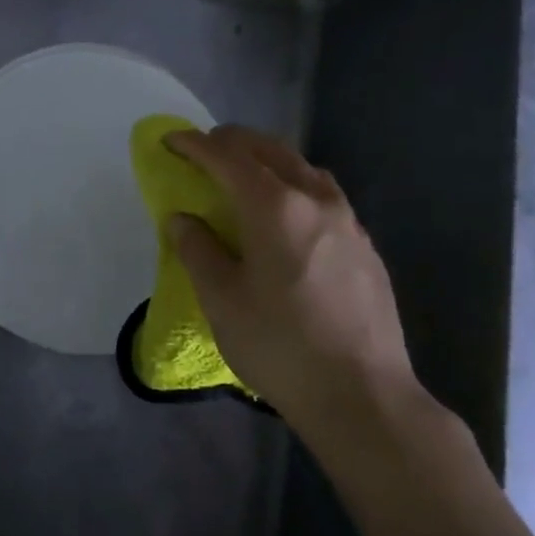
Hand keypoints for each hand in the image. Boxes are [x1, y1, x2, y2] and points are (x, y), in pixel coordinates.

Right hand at [164, 126, 421, 435]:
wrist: (362, 395)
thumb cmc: (280, 346)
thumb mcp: (222, 300)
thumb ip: (197, 250)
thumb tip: (182, 219)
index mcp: (274, 208)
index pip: (227, 158)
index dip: (194, 144)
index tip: (170, 140)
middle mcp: (315, 200)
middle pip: (270, 150)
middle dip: (232, 142)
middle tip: (202, 150)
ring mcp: (347, 221)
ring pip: (303, 168)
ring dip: (268, 159)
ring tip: (244, 174)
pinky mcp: (365, 245)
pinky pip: (323, 194)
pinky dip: (294, 185)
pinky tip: (286, 214)